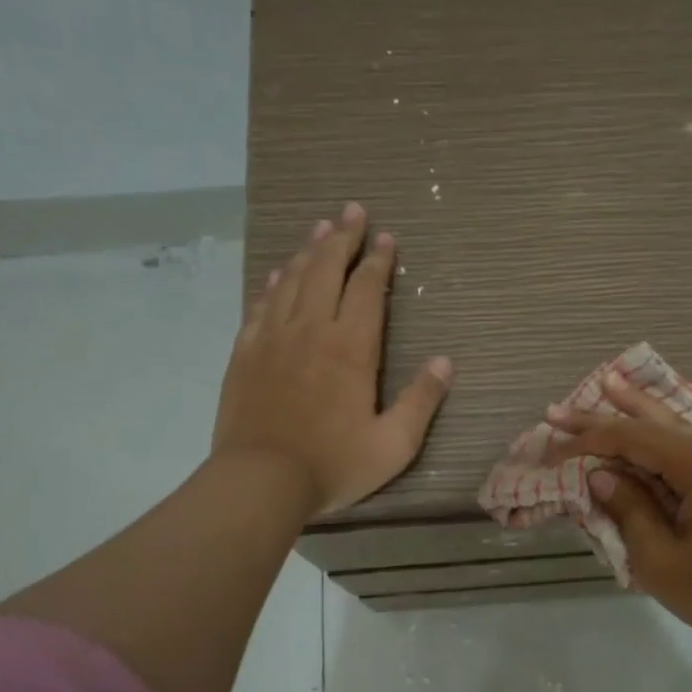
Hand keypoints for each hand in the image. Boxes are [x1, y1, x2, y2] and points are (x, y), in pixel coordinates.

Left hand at [215, 203, 451, 516]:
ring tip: (321, 228)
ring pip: (292, 280)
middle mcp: (311, 330)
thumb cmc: (333, 465)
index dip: (378, 260)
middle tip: (352, 210)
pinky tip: (279, 273)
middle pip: (327, 270)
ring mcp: (273, 338)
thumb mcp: (394, 444)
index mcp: (351, 348)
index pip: (367, 289)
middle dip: (343, 238)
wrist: (260, 480)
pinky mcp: (246, 353)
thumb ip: (421, 401)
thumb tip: (445, 362)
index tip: (385, 237)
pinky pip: (261, 305)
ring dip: (309, 251)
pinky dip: (273, 283)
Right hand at [548, 377, 691, 657]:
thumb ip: (629, 511)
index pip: (629, 439)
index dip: (585, 440)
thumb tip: (602, 475)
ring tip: (617, 381)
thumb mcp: (661, 561)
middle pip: (653, 424)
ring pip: (688, 423)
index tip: (550, 445)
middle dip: (605, 415)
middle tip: (560, 407)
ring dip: (649, 406)